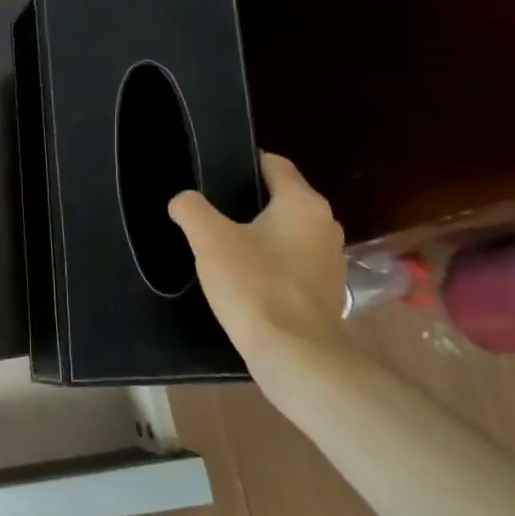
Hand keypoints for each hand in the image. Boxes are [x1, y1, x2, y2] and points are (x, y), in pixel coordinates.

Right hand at [168, 153, 346, 367]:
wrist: (293, 352)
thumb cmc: (253, 284)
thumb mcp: (209, 240)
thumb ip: (191, 210)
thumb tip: (183, 200)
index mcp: (303, 204)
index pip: (275, 165)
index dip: (245, 164)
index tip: (216, 173)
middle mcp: (325, 225)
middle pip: (282, 200)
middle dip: (249, 203)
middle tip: (212, 213)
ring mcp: (331, 260)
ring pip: (289, 233)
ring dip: (261, 236)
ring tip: (225, 247)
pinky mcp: (327, 291)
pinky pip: (294, 263)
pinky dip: (272, 264)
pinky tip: (246, 279)